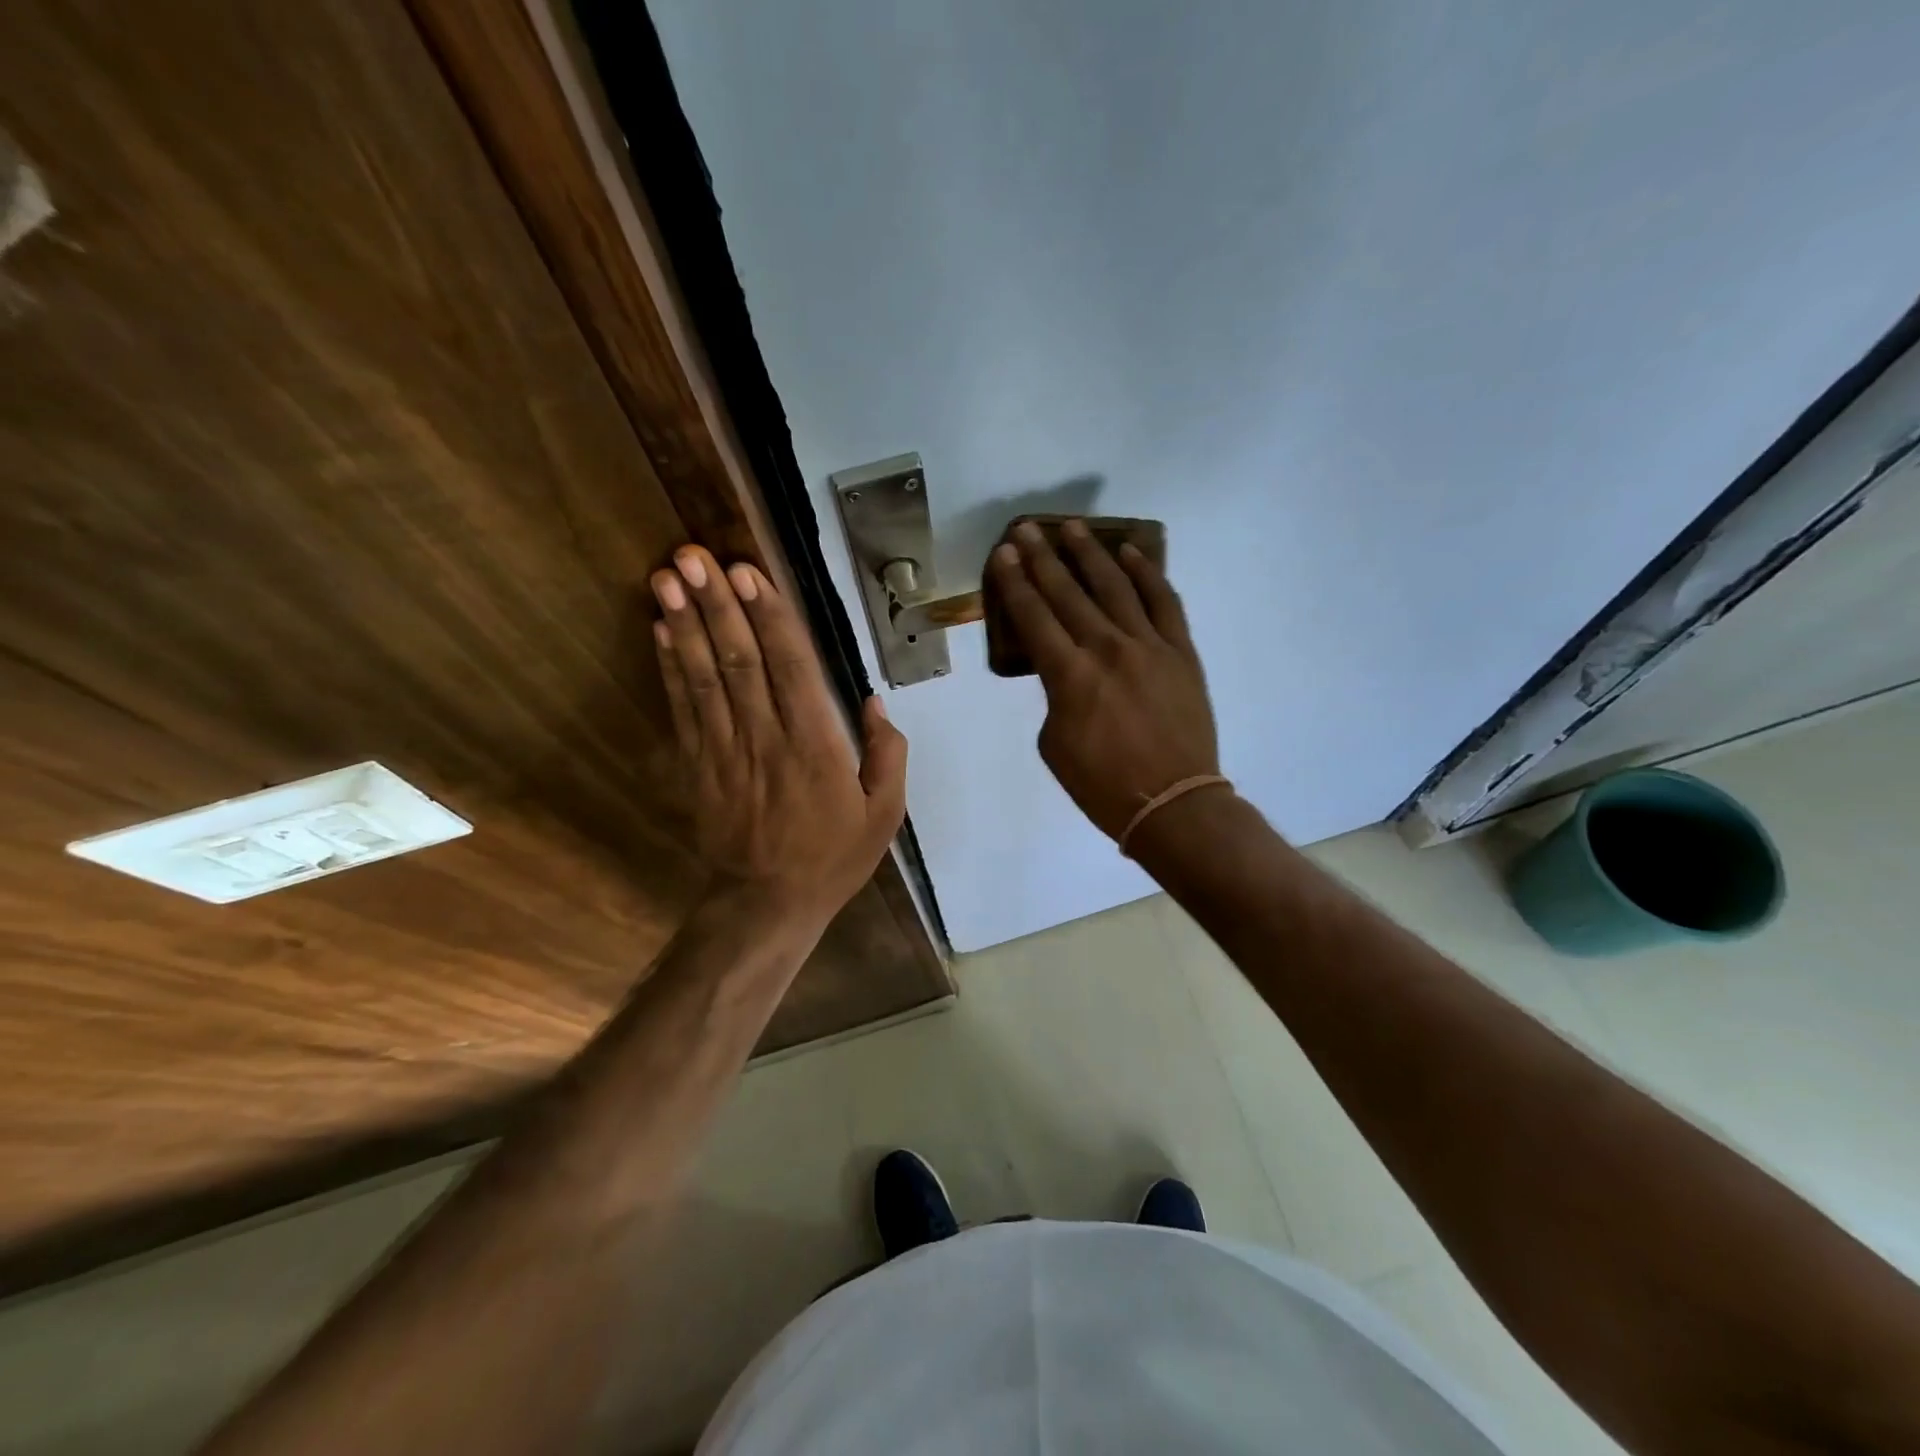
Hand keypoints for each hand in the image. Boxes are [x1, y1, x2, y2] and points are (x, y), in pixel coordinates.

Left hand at [651, 546, 906, 925]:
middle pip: (739, 660)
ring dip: (685, 623)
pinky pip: (682, 708)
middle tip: (693, 555)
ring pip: (703, 676)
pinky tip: (660, 630)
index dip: (768, 617)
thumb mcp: (884, 814)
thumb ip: (887, 755)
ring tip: (668, 577)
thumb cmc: (833, 856)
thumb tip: (872, 702)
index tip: (748, 573)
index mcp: (815, 745)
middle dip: (716, 603)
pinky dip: (669, 667)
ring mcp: (725, 750)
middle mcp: (766, 737)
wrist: (768, 903)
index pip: (791, 668)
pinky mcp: (697, 766)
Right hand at [987, 520, 1220, 842]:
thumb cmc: (1102, 784)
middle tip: (1026, 530)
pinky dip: (1146, 574)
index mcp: (1068, 675)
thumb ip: (1055, 698)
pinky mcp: (1180, 651)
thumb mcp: (1055, 745)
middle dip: (1043, 558)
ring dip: (1090, 553)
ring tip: (1072, 527)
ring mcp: (1148, 645)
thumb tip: (1066, 674)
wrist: (1172, 802)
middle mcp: (1106, 648)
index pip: (1034, 616)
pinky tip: (1129, 553)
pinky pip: (1163, 601)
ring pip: (1114, 586)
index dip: (1015, 583)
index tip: (1003, 554)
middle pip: (1068, 592)